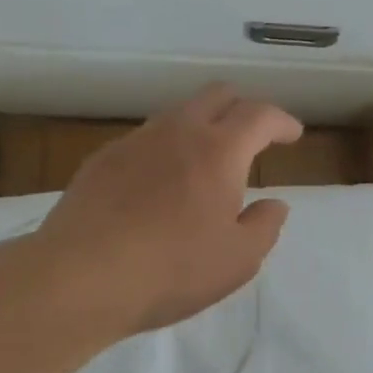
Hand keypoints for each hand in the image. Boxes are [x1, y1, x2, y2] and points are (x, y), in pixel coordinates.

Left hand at [34, 84, 303, 334]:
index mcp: (219, 150)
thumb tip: (274, 204)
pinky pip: (145, 139)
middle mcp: (177, 132)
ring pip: (178, 114)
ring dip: (202, 125)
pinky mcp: (101, 159)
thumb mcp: (238, 260)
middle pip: (217, 95)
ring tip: (207, 161)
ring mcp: (135, 141)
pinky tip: (160, 183)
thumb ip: (265, 226)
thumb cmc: (172, 270)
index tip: (292, 134)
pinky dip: (166, 148)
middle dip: (243, 107)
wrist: (79, 277)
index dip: (282, 121)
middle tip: (255, 135)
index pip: (259, 115)